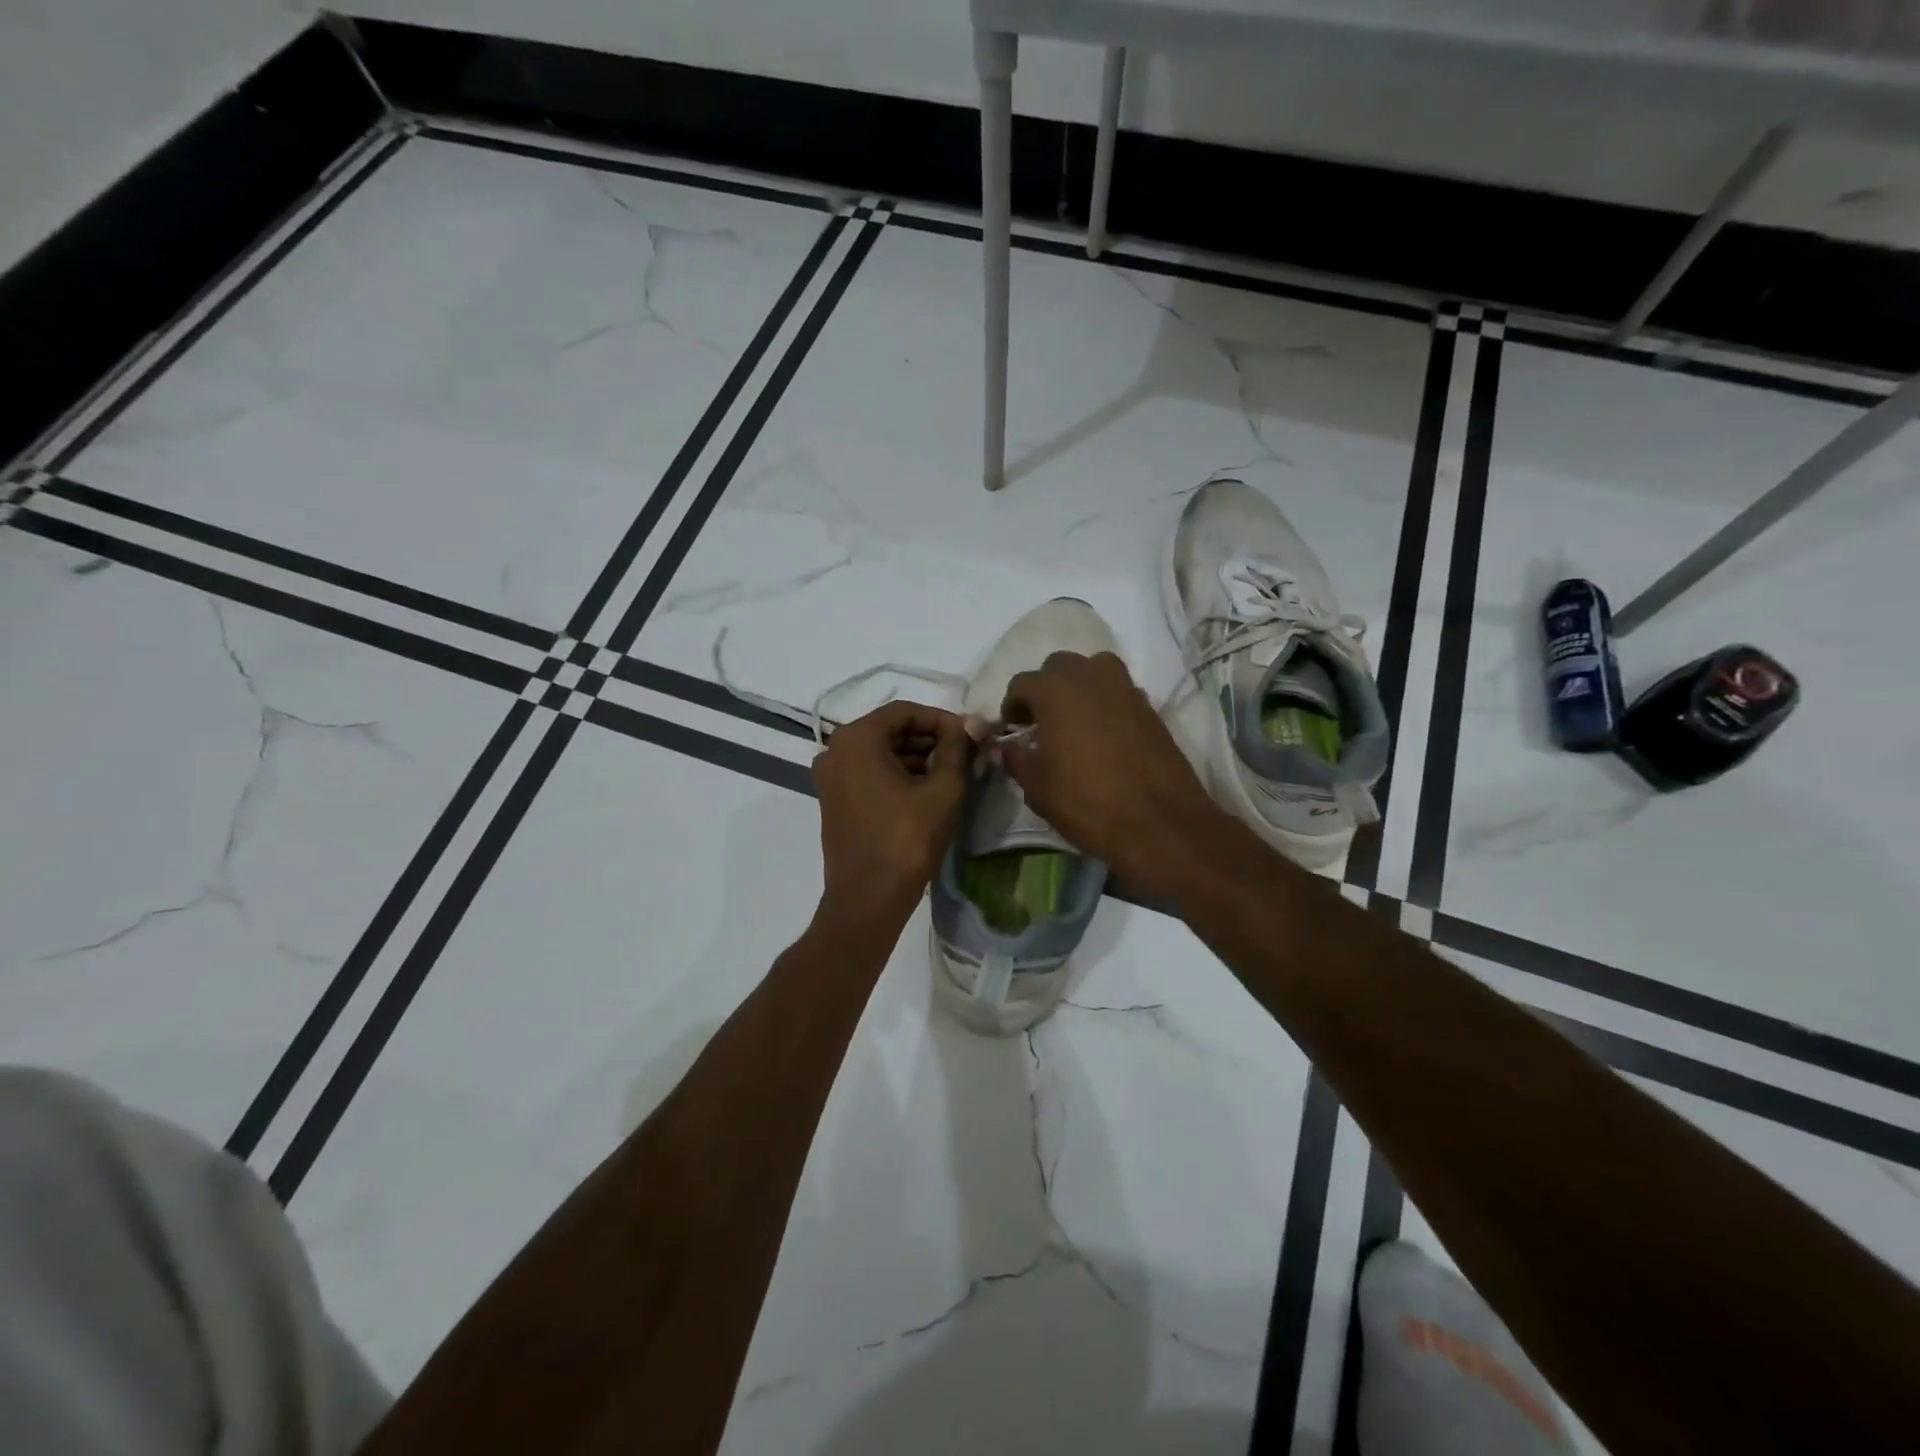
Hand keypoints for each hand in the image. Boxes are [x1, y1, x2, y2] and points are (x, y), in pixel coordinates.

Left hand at [813, 702, 972, 920]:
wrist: (868, 898)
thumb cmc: (906, 839)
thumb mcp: (942, 789)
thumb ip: (957, 748)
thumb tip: (972, 724)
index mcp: (856, 739)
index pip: (905, 711)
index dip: (941, 719)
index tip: (970, 734)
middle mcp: (835, 750)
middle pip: (890, 730)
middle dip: (929, 738)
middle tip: (965, 752)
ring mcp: (831, 777)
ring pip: (880, 753)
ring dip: (916, 756)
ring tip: (952, 772)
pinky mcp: (834, 800)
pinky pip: (869, 773)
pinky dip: (898, 774)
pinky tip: (928, 789)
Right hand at [999, 652, 1222, 891]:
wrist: (1159, 823)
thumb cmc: (1087, 802)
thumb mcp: (1037, 786)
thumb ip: (1015, 759)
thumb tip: (1002, 747)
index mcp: (1056, 690)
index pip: (1022, 683)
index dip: (1012, 707)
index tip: (1013, 732)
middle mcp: (1091, 677)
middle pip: (1059, 666)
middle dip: (1045, 689)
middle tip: (1040, 724)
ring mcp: (1125, 689)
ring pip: (1093, 670)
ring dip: (1078, 687)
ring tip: (1073, 722)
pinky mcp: (1149, 707)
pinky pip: (1118, 691)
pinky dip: (1105, 702)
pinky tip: (1102, 736)